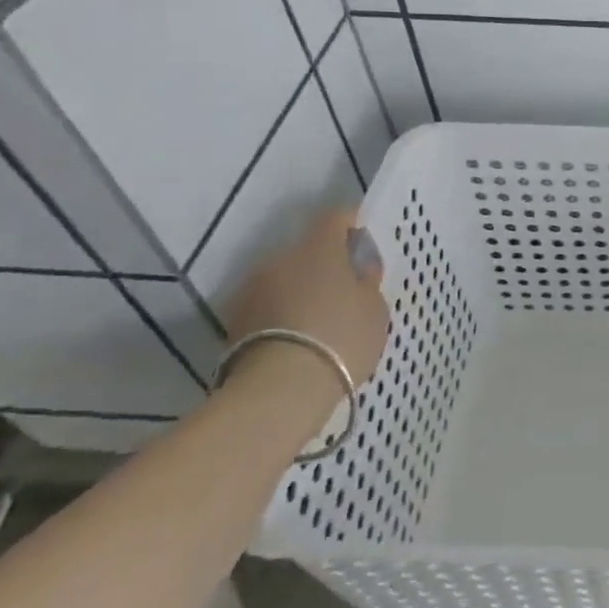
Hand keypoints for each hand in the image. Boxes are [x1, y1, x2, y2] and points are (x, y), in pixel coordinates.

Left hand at [224, 207, 389, 387]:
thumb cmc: (340, 338)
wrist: (279, 391)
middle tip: (346, 290)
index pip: (335, 216)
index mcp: (318, 246)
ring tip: (320, 320)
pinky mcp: (234, 321)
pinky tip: (298, 338)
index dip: (351, 225)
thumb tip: (358, 268)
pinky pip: (268, 305)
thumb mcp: (374, 308)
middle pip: (307, 250)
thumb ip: (366, 281)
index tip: (363, 244)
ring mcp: (251, 289)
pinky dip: (282, 313)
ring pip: (285, 278)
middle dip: (325, 264)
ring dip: (301, 289)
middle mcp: (280, 257)